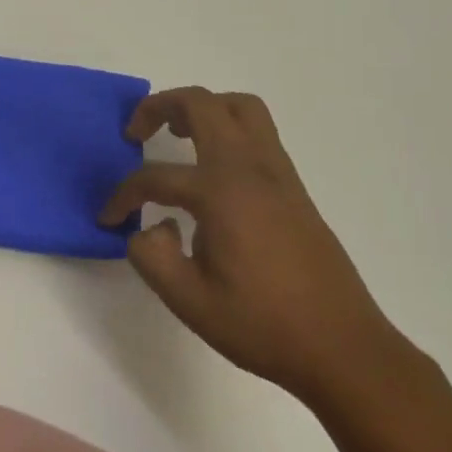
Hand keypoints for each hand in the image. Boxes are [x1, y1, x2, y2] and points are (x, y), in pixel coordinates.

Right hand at [99, 87, 402, 404]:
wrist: (343, 347)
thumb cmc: (264, 325)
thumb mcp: (190, 302)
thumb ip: (152, 257)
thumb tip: (147, 228)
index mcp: (221, 192)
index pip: (156, 177)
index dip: (123, 195)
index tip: (108, 219)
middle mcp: (250, 168)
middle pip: (202, 104)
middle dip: (160, 106)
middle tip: (136, 132)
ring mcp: (278, 173)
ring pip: (239, 107)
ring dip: (202, 109)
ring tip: (176, 134)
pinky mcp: (294, 187)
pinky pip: (258, 132)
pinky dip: (227, 130)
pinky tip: (212, 170)